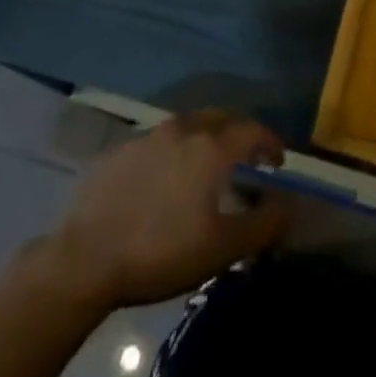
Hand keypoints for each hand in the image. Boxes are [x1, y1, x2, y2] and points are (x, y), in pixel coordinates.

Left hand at [44, 110, 291, 310]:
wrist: (85, 258)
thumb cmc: (162, 253)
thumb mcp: (222, 249)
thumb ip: (263, 224)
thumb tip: (289, 204)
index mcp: (210, 147)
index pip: (252, 130)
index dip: (270, 142)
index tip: (278, 161)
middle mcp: (182, 130)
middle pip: (220, 118)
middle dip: (240, 132)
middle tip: (248, 155)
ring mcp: (147, 136)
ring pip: (188, 124)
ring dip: (206, 137)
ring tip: (209, 164)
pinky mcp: (120, 150)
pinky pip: (159, 140)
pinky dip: (175, 150)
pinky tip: (167, 177)